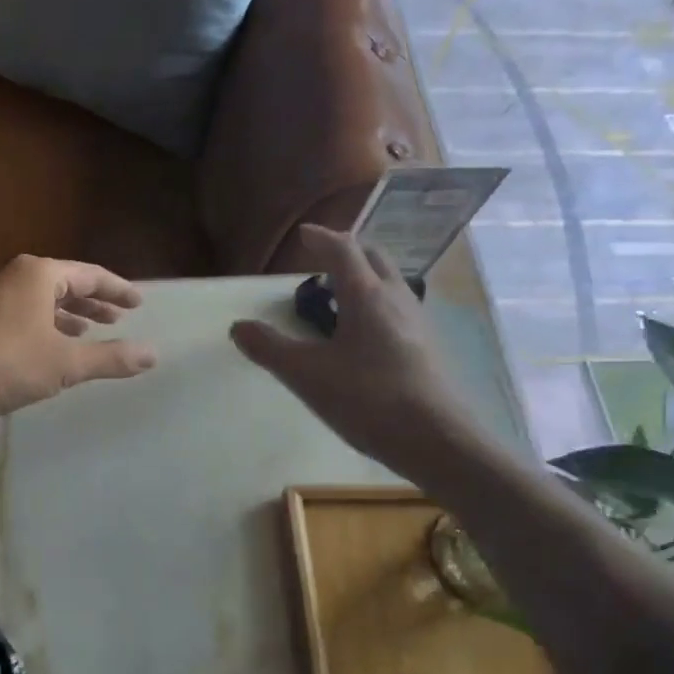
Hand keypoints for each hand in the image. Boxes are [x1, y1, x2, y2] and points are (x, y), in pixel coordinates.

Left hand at [0, 255, 156, 425]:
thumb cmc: (3, 364)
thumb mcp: (64, 364)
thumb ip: (110, 358)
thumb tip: (153, 354)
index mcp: (38, 275)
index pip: (89, 274)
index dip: (118, 290)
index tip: (138, 303)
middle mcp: (14, 277)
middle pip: (65, 284)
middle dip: (93, 302)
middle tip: (118, 318)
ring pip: (42, 301)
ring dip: (68, 316)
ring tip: (91, 332)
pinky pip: (24, 315)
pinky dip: (45, 327)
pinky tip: (50, 348)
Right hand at [230, 226, 486, 483]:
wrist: (435, 439)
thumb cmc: (367, 398)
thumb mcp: (306, 374)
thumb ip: (269, 348)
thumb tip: (238, 327)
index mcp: (366, 296)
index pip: (343, 250)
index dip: (321, 238)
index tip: (304, 234)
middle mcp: (395, 299)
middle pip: (374, 258)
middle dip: (347, 251)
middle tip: (322, 262)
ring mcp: (415, 322)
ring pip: (389, 283)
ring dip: (363, 278)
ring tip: (338, 297)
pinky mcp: (424, 347)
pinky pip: (396, 308)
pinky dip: (374, 303)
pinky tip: (361, 334)